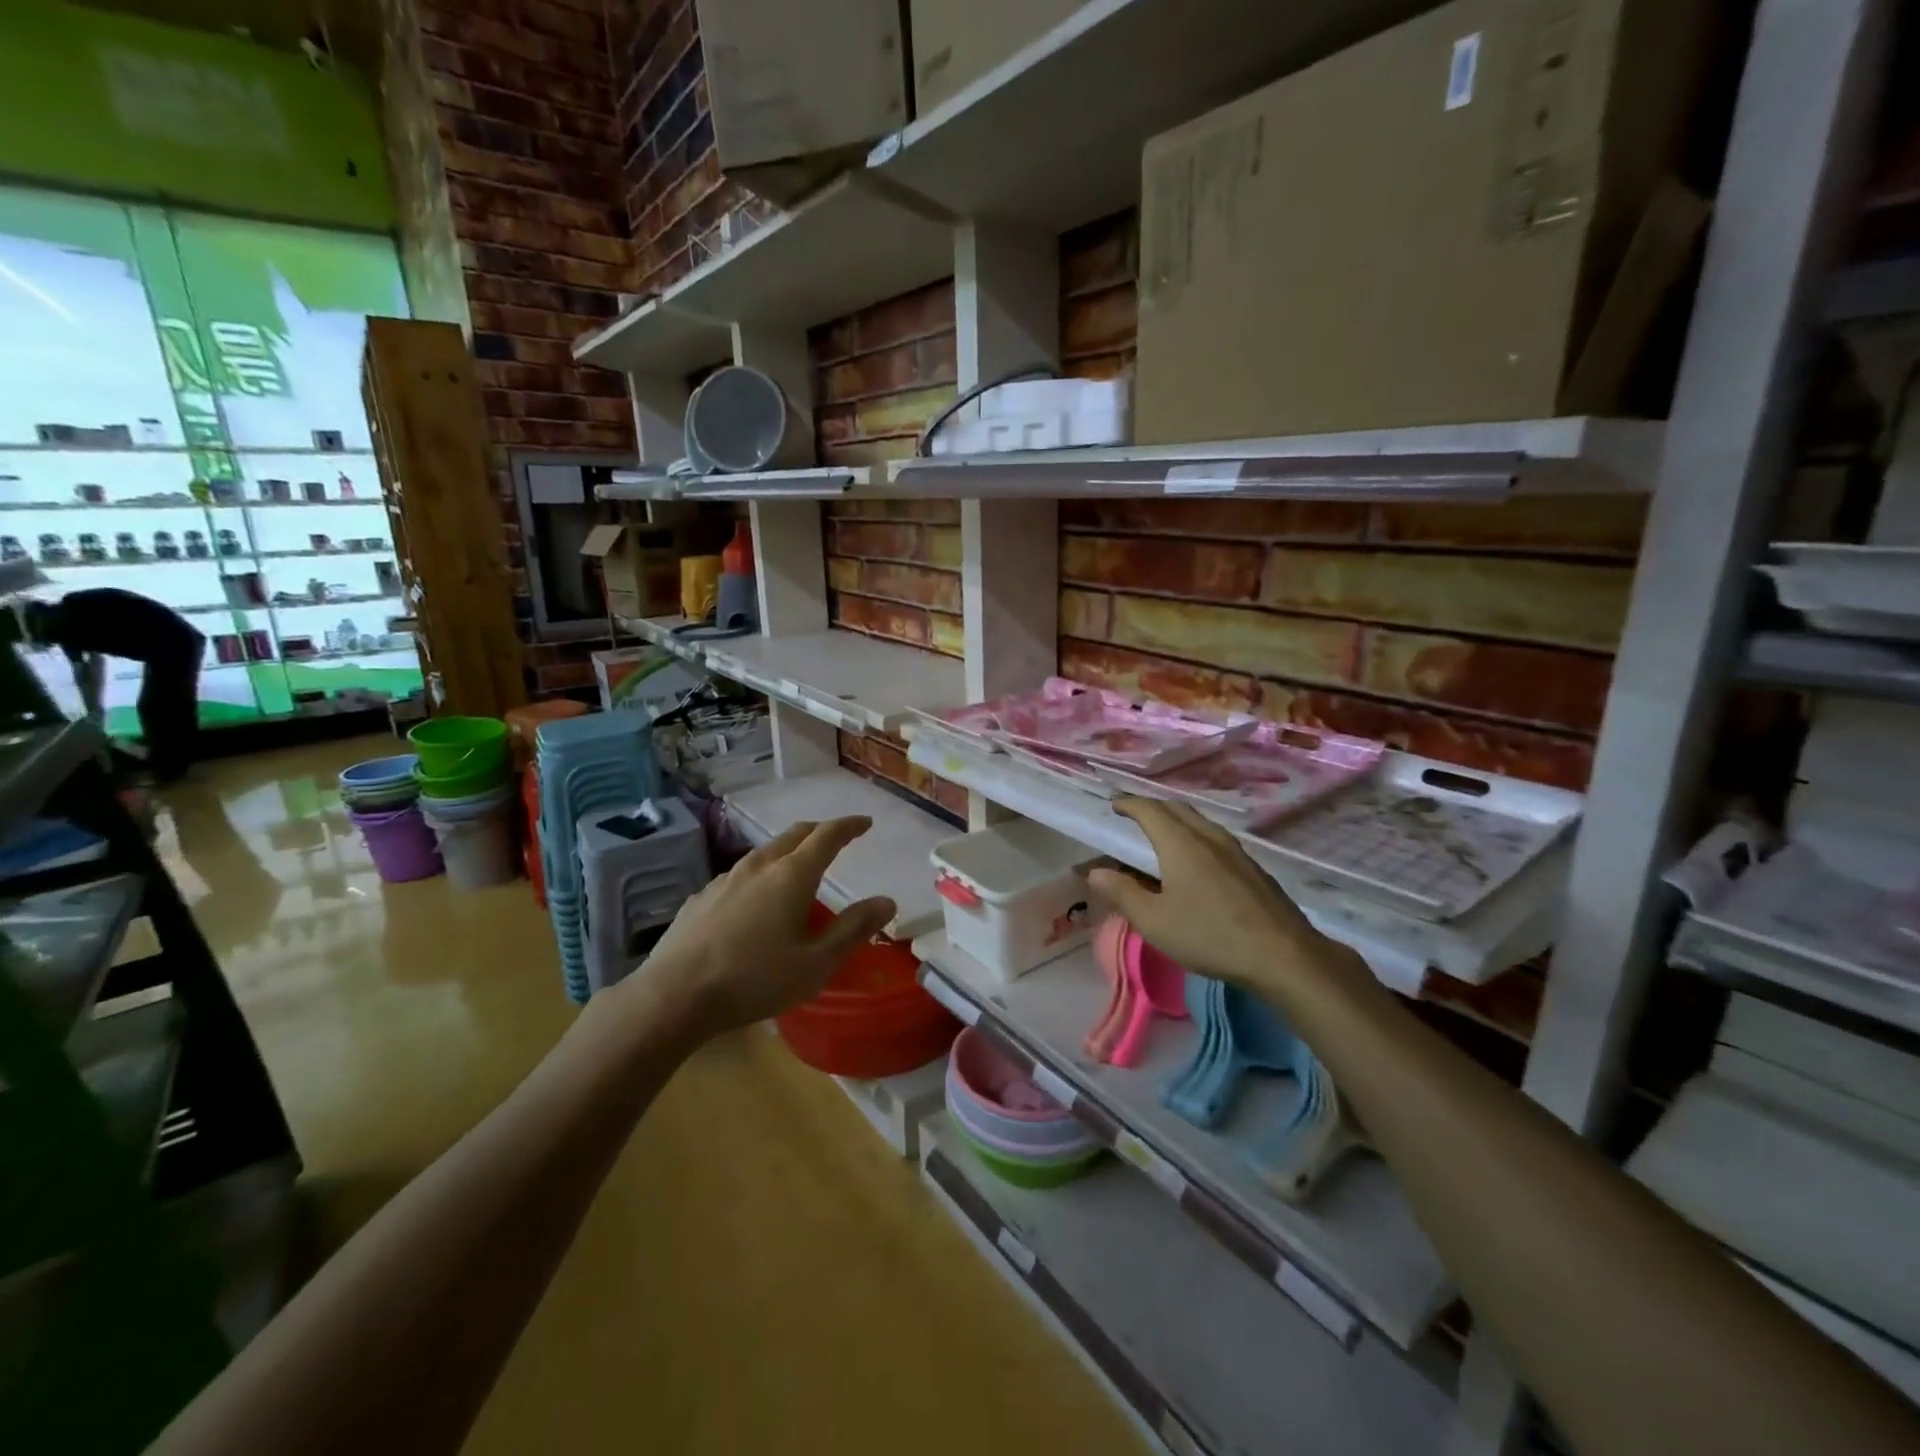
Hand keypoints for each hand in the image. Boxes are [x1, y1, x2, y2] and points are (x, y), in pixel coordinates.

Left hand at [624, 816, 895, 1040]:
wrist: (674, 996)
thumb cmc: (755, 980)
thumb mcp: (816, 963)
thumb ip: (853, 929)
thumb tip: (886, 901)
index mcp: (792, 876)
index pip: (827, 836)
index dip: (849, 826)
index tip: (865, 822)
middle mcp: (759, 867)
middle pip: (794, 835)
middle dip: (819, 832)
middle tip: (836, 838)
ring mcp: (725, 879)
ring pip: (764, 853)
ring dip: (788, 852)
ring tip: (798, 867)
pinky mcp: (701, 898)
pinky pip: (740, 875)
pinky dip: (760, 875)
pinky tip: (754, 900)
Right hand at [1087, 799, 1361, 1005]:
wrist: (1283, 955)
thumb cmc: (1209, 935)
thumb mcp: (1154, 921)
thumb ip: (1122, 893)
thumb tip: (1095, 871)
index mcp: (1181, 843)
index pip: (1150, 810)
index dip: (1129, 804)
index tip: (1115, 804)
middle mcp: (1208, 837)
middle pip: (1177, 809)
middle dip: (1152, 807)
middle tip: (1134, 816)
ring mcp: (1235, 851)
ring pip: (1200, 822)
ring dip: (1177, 820)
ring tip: (1162, 835)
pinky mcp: (1253, 868)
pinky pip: (1215, 838)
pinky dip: (1195, 836)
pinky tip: (1197, 861)